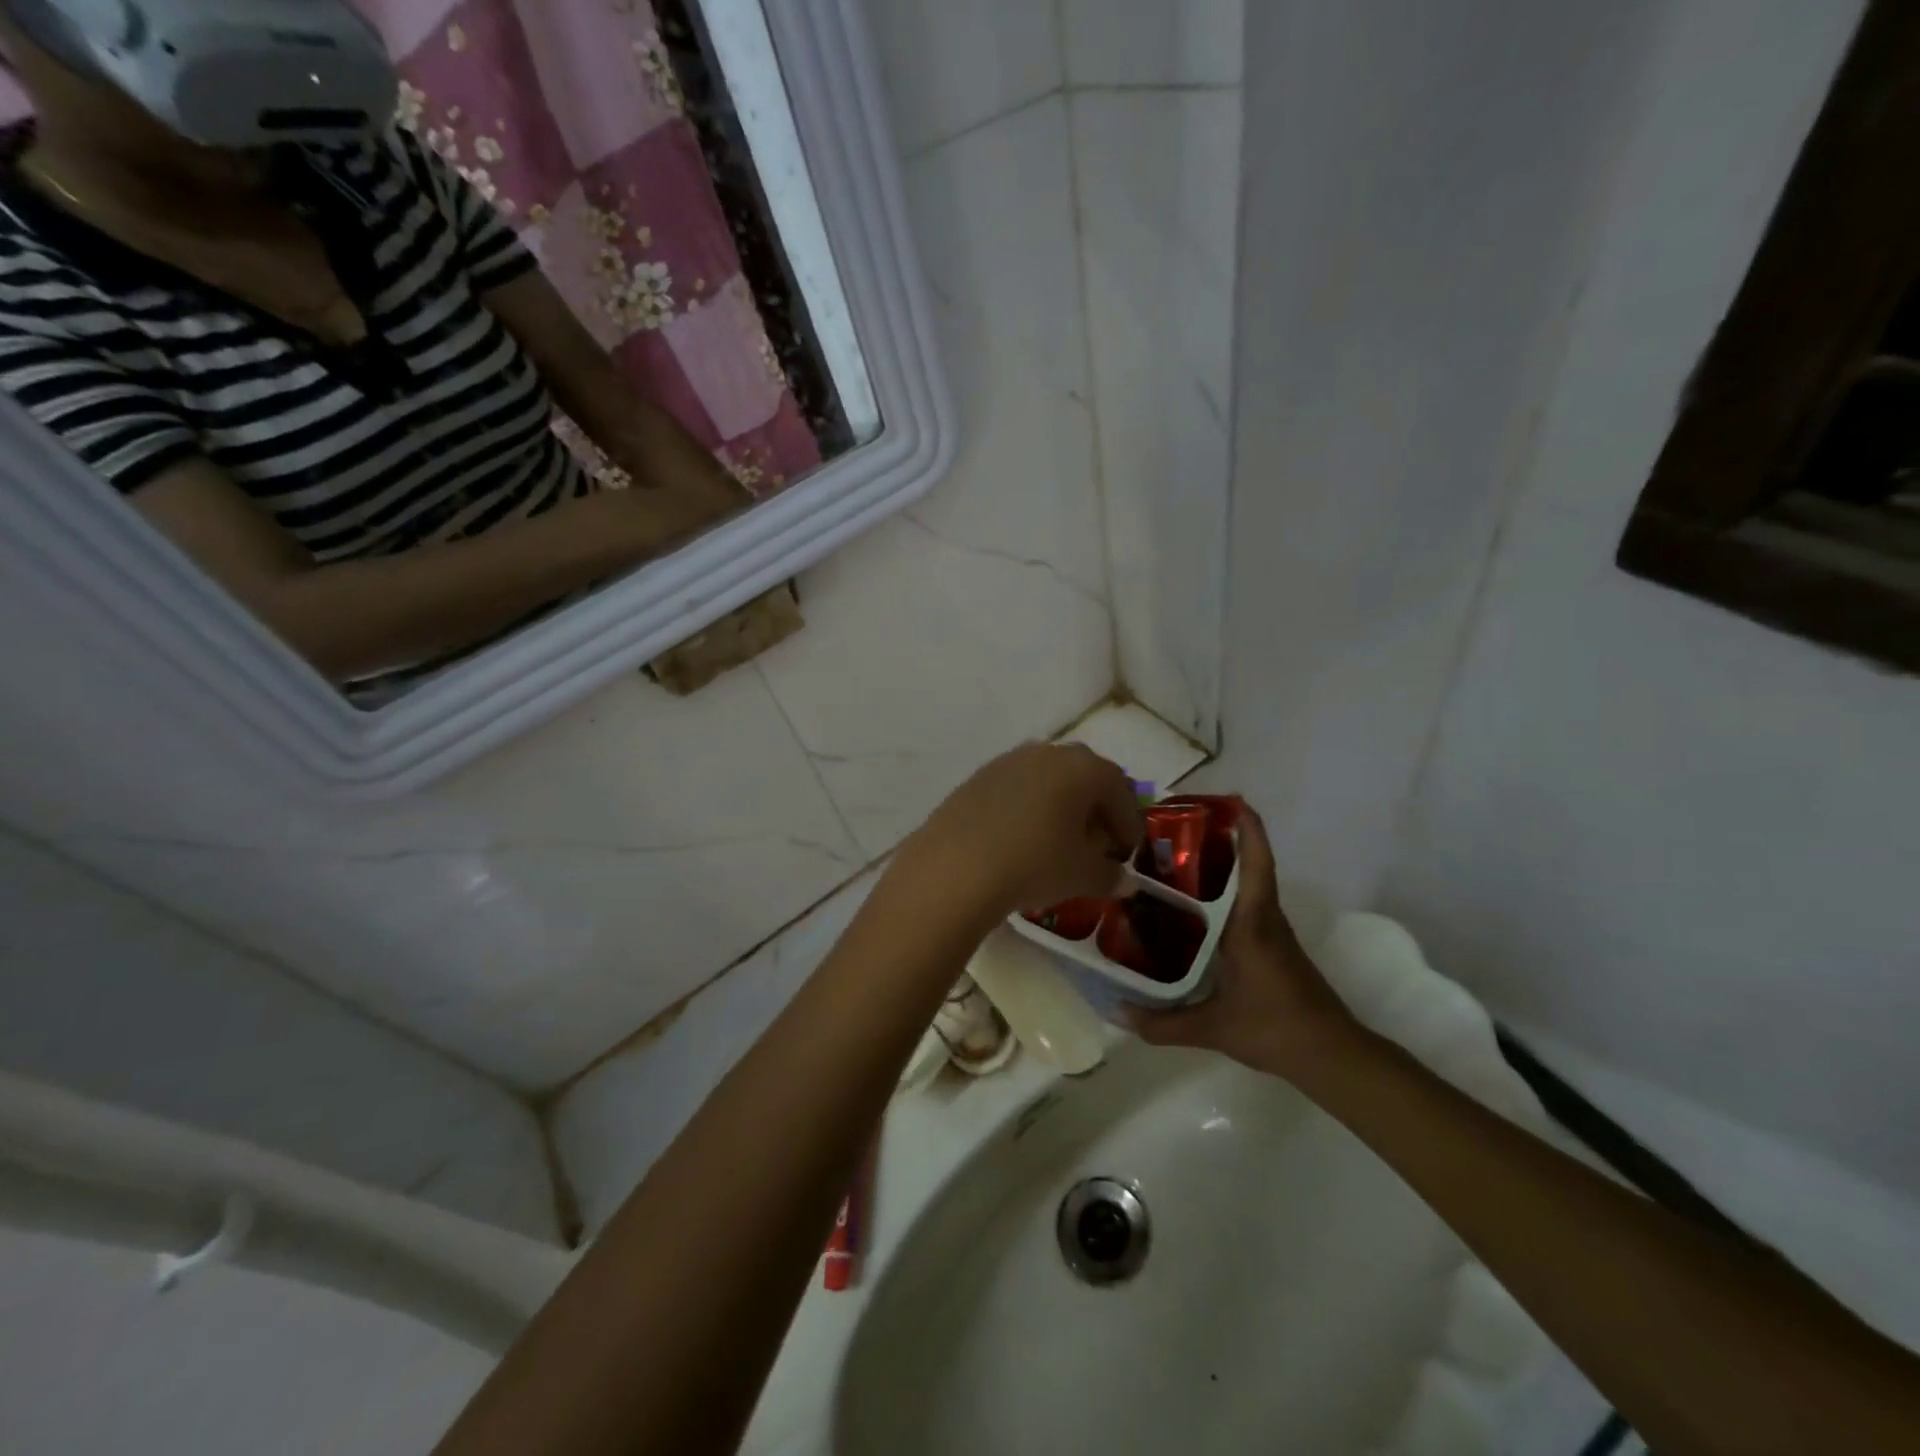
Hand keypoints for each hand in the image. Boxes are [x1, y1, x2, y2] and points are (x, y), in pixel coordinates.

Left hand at [903, 742, 1144, 920]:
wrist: (956, 866)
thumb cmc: (1035, 863)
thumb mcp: (1082, 875)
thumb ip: (1111, 876)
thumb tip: (1126, 882)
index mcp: (1083, 767)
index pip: (1120, 791)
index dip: (1128, 824)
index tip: (1126, 853)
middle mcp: (1047, 752)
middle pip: (1084, 779)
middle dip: (1095, 811)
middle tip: (1096, 846)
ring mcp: (1008, 761)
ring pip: (1048, 781)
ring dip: (1060, 808)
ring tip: (1058, 844)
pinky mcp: (977, 778)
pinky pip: (1017, 790)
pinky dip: (1028, 810)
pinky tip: (1021, 840)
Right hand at [1130, 803, 1359, 1077]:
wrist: (1332, 1056)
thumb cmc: (1276, 1029)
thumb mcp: (1214, 1027)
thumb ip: (1163, 1023)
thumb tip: (1117, 1013)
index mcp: (1252, 924)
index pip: (1256, 864)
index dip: (1247, 828)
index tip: (1229, 801)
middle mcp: (1263, 919)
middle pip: (1248, 865)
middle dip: (1219, 840)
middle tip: (1173, 829)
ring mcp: (1270, 932)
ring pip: (1246, 885)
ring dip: (1219, 866)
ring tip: (1171, 861)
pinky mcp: (1271, 946)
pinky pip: (1244, 906)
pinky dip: (1222, 894)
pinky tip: (1191, 907)